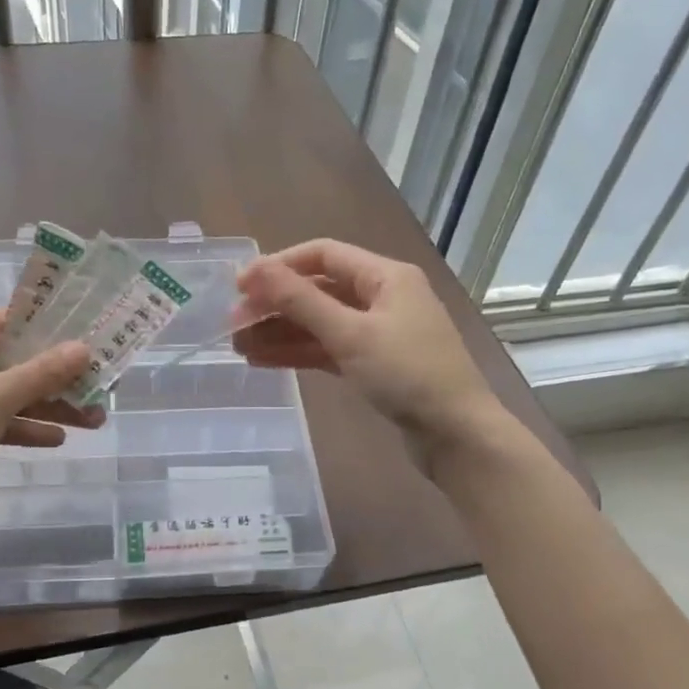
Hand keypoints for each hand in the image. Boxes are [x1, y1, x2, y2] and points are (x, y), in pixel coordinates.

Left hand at [0, 309, 100, 523]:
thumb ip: (43, 372)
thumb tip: (84, 348)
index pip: (16, 321)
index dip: (58, 333)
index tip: (96, 346)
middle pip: (16, 359)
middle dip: (60, 378)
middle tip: (102, 391)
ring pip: (8, 392)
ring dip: (48, 405)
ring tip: (93, 421)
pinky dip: (22, 426)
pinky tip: (56, 439)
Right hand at [231, 240, 508, 469]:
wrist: (455, 434)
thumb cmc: (407, 375)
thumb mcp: (350, 334)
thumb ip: (301, 301)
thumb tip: (256, 270)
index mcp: (385, 276)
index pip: (322, 255)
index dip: (278, 267)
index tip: (239, 287)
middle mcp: (382, 296)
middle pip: (318, 290)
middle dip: (275, 306)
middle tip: (233, 326)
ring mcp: (379, 332)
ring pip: (320, 323)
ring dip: (281, 333)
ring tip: (239, 348)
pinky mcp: (375, 364)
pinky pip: (330, 349)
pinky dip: (300, 353)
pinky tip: (265, 361)